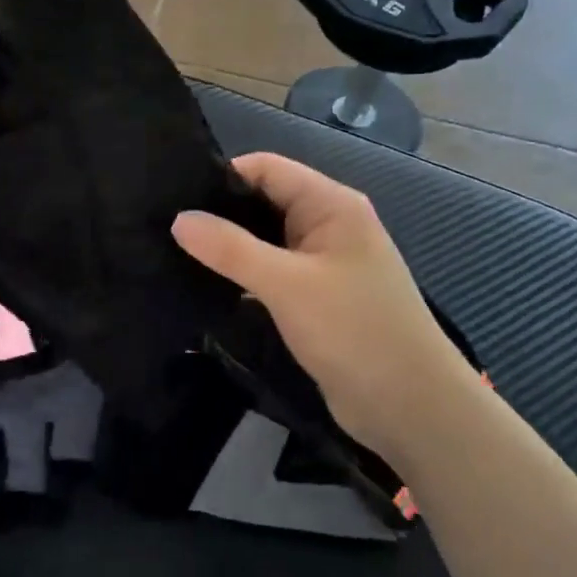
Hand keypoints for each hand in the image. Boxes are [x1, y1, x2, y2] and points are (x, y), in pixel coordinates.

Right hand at [172, 152, 477, 456]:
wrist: (412, 408)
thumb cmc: (355, 330)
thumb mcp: (287, 285)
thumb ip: (230, 249)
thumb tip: (178, 218)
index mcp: (331, 204)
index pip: (267, 168)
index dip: (222, 176)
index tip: (174, 196)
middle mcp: (327, 224)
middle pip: (264, 201)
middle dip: (219, 212)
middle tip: (164, 227)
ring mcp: (322, 262)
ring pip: (264, 240)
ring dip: (228, 247)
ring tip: (174, 252)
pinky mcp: (315, 297)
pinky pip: (271, 272)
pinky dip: (242, 274)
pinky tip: (206, 283)